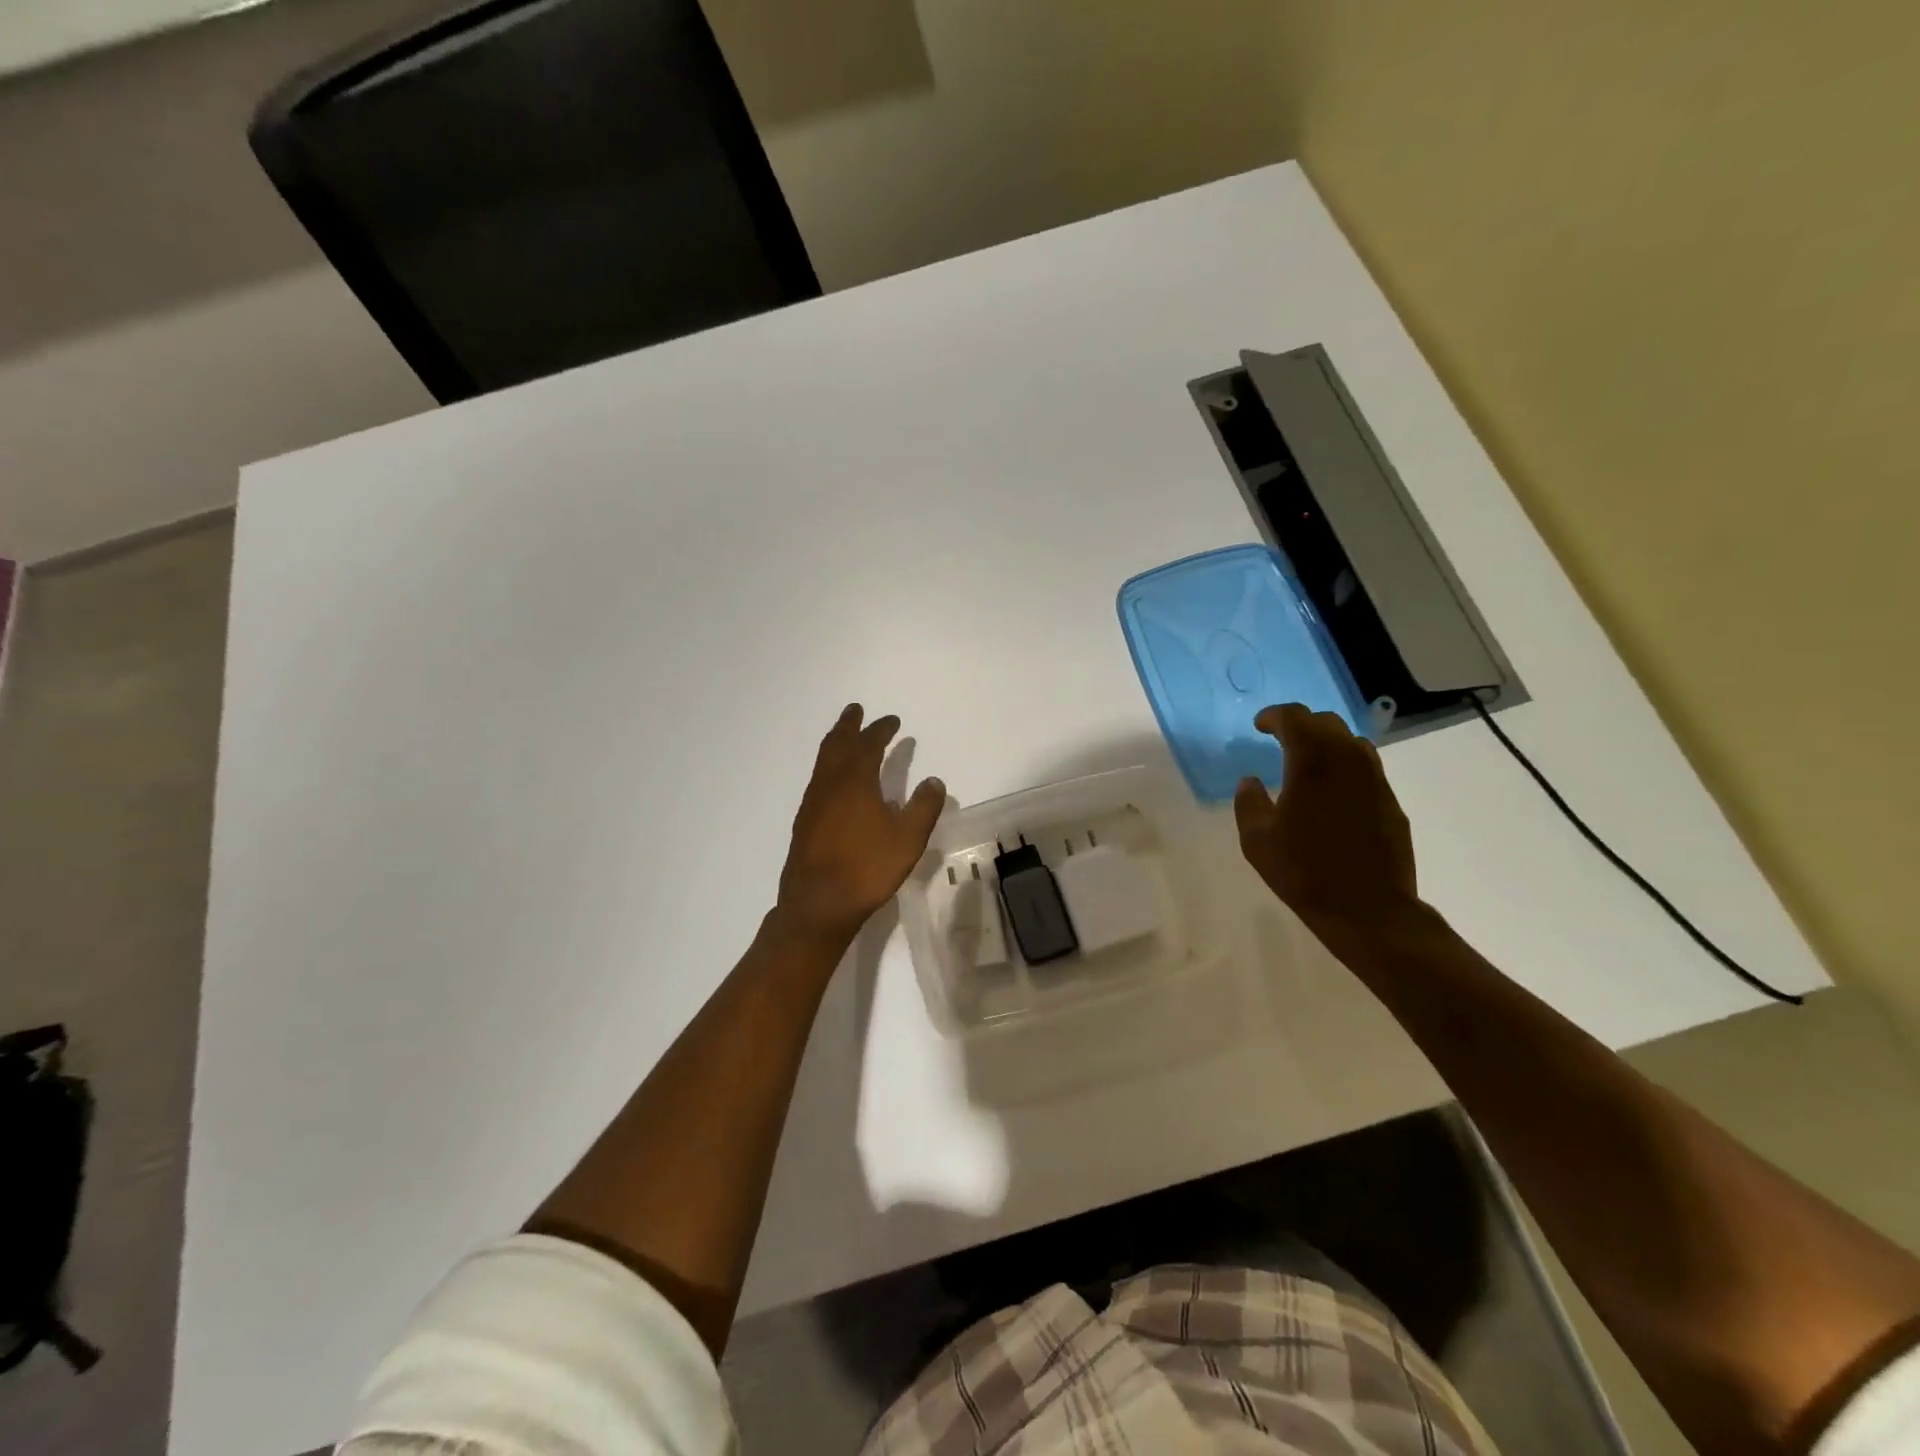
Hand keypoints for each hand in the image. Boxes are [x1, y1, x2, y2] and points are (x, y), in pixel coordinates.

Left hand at [774, 704, 946, 948]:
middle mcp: (830, 785)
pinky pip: (818, 780)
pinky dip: (828, 767)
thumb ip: (923, 807)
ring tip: (845, 737)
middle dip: (849, 725)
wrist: (818, 904)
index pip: (868, 745)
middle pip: (837, 744)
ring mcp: (813, 803)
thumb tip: (933, 780)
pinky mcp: (804, 822)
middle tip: (856, 710)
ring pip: (823, 762)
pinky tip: (836, 782)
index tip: (892, 721)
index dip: (881, 730)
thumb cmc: (867, 869)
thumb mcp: (908, 839)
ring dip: (835, 743)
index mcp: (855, 782)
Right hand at [1233, 704, 1420, 955]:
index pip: (1295, 718)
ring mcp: (1376, 781)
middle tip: (1280, 738)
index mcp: (1313, 763)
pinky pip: (1366, 768)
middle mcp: (1349, 761)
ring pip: (1352, 742)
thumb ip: (1248, 803)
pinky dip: (1345, 766)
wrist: (1369, 910)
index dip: (1274, 716)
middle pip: (1327, 723)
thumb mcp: (1257, 840)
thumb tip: (1250, 781)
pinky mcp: (1391, 803)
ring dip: (1327, 742)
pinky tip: (1332, 791)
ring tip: (1308, 761)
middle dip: (1301, 724)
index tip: (1259, 725)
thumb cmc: (1304, 872)